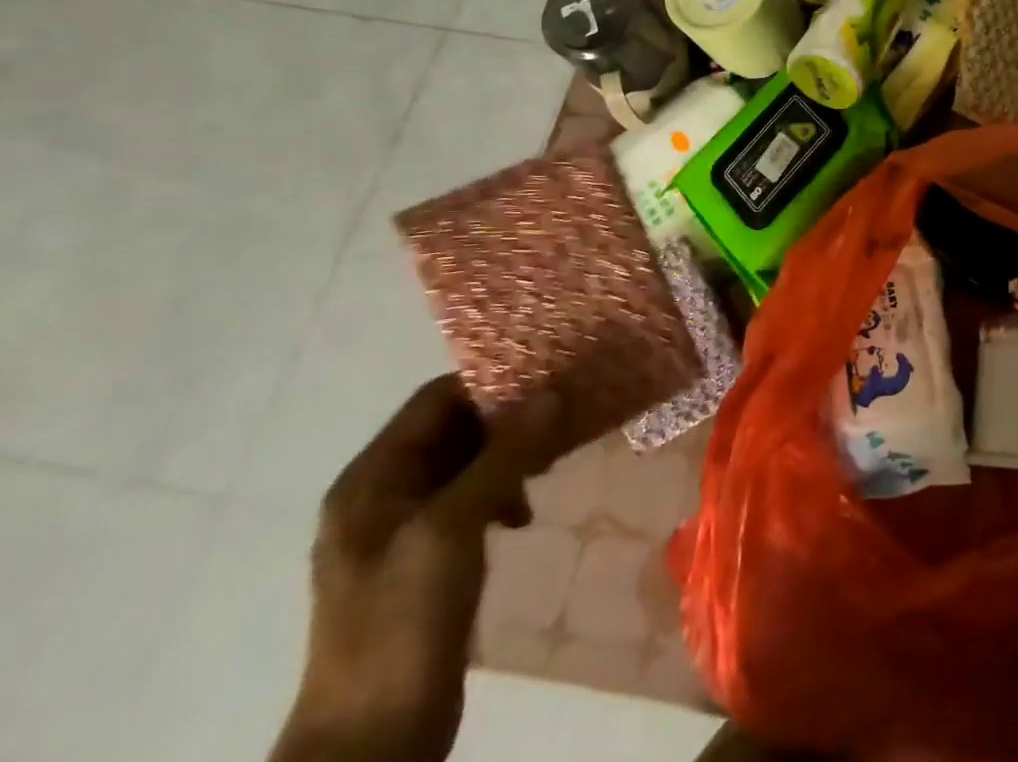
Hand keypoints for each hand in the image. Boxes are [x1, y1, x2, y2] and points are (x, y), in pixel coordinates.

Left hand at [270, 376, 555, 761]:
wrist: (372, 738)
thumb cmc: (401, 620)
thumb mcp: (452, 528)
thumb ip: (503, 456)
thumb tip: (554, 393)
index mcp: (371, 478)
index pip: (436, 399)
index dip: (491, 381)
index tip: (550, 375)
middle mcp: (383, 493)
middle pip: (454, 427)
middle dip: (508, 418)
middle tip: (563, 416)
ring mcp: (403, 528)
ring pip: (468, 462)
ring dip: (510, 455)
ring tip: (548, 465)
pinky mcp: (427, 557)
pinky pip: (471, 498)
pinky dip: (502, 491)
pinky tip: (523, 514)